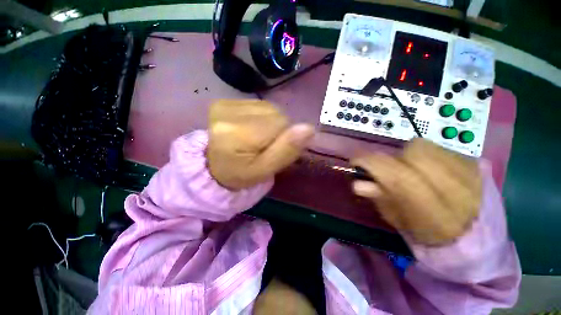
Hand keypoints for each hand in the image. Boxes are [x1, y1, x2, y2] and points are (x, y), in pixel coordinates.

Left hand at [207, 99, 313, 189]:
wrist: (214, 166)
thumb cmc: (240, 174)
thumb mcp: (265, 170)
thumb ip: (287, 150)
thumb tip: (309, 129)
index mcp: (240, 134)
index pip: (282, 124)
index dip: (284, 138)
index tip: (272, 150)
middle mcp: (230, 113)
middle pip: (276, 114)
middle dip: (277, 131)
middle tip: (263, 146)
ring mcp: (226, 104)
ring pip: (269, 109)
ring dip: (269, 124)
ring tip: (256, 138)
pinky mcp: (225, 102)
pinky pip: (258, 106)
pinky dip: (260, 118)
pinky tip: (250, 129)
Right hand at [352, 139, 481, 245]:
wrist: (475, 236)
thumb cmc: (430, 234)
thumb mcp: (400, 222)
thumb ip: (380, 199)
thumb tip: (358, 183)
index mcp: (436, 216)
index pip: (400, 178)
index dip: (372, 163)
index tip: (356, 161)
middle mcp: (458, 193)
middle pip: (413, 153)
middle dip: (393, 157)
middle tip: (390, 169)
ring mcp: (473, 175)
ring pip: (425, 146)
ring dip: (408, 154)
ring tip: (411, 168)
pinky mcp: (478, 164)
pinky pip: (439, 147)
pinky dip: (425, 154)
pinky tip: (430, 169)